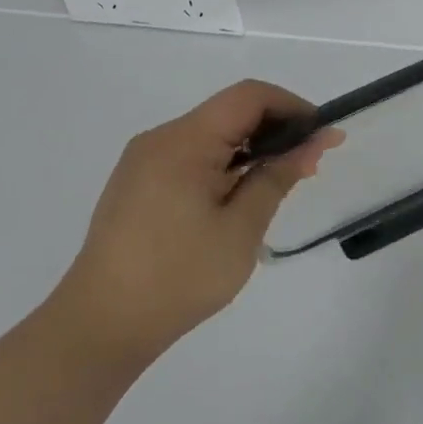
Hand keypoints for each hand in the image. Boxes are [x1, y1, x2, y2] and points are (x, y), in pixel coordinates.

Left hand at [52, 80, 341, 364]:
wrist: (100, 326)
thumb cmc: (178, 277)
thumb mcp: (241, 229)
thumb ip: (278, 178)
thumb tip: (313, 143)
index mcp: (183, 142)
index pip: (249, 97)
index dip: (292, 106)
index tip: (322, 136)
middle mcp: (161, 139)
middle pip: (230, 112)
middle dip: (276, 129)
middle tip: (310, 164)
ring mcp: (145, 161)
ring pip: (212, 135)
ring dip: (252, 149)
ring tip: (282, 183)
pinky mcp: (138, 183)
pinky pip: (192, 156)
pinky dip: (226, 164)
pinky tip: (241, 197)